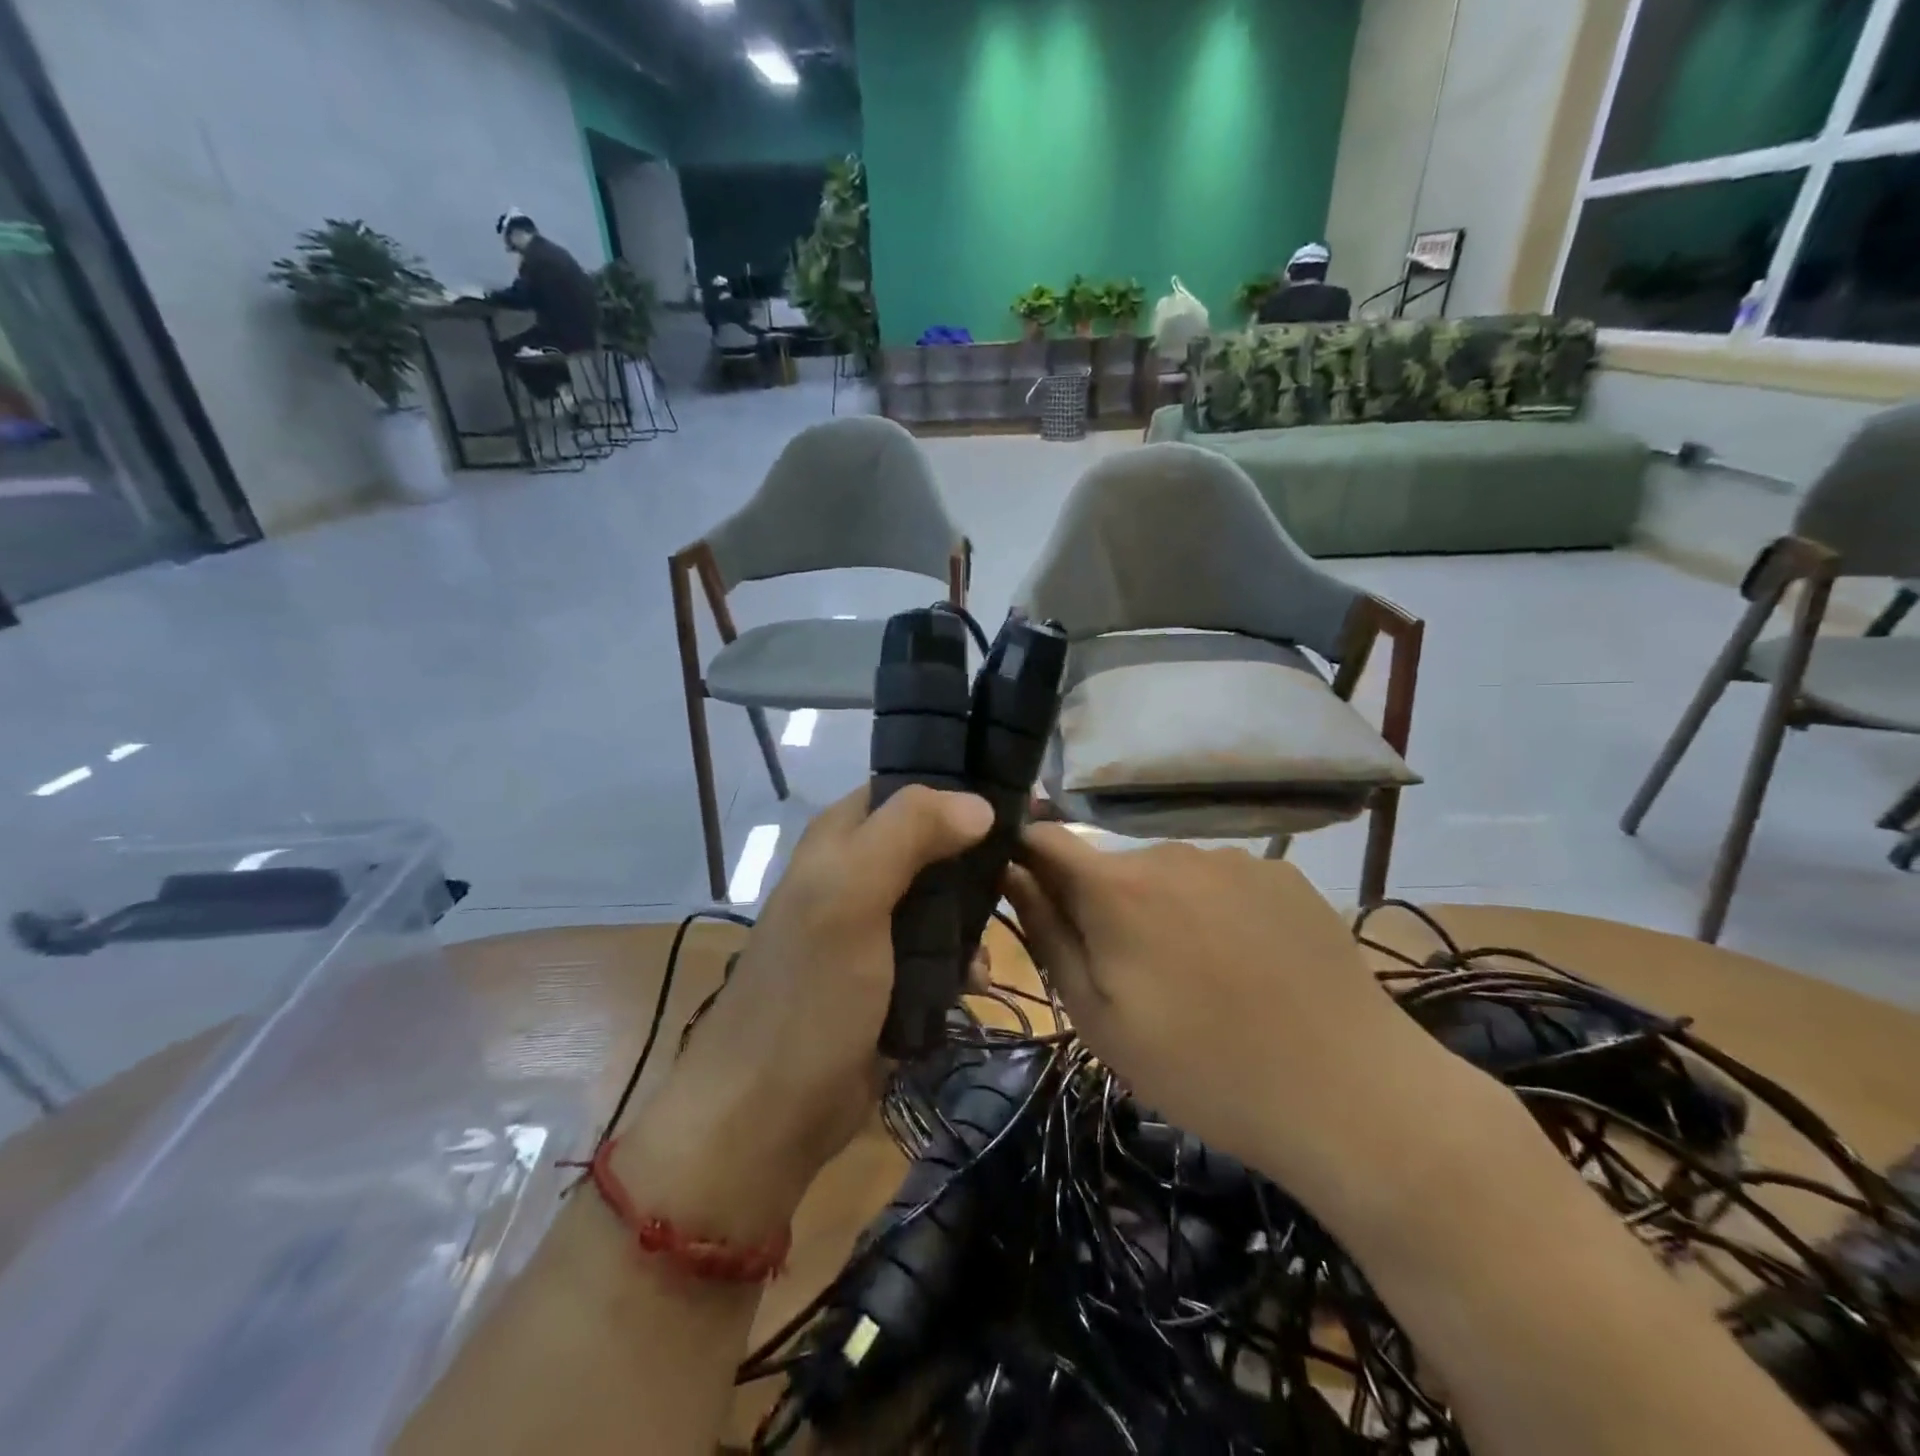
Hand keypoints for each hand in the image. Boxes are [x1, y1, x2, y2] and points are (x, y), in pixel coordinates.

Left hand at [619, 787, 992, 1236]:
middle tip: (1021, 872)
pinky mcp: (887, 978)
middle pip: (931, 844)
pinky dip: (960, 960)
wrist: (769, 1115)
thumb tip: (980, 802)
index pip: (906, 789)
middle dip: (975, 860)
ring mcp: (872, 929)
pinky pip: (937, 952)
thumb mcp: (849, 897)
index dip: (958, 791)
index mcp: (839, 839)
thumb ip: (907, 834)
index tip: (1017, 806)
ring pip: (940, 900)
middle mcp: (855, 874)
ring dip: (972, 917)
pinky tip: (976, 980)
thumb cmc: (808, 994)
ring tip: (998, 936)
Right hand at [1006, 830, 1465, 1203]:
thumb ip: (1048, 936)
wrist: (1349, 1094)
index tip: (1030, 894)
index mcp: (1115, 889)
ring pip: (1170, 875)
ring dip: (1166, 910)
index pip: (1045, 840)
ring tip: (1203, 977)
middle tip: (1135, 976)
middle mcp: (1169, 852)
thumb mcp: (1099, 1020)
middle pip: (1111, 866)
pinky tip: (1252, 965)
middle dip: (1106, 905)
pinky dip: (1219, 911)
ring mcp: (1231, 858)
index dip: (1026, 857)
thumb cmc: (1202, 1069)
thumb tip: (1011, 874)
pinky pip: (1224, 881)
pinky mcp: (1281, 873)